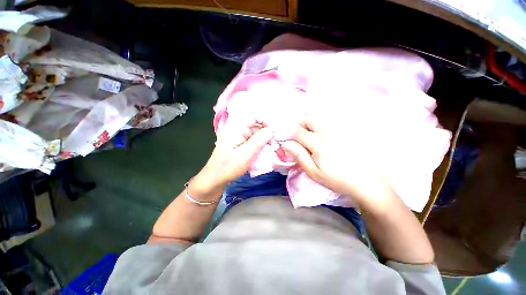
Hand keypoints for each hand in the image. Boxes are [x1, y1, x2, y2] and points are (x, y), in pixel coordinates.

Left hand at [188, 120, 273, 200]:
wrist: (213, 181)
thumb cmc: (228, 167)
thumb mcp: (245, 154)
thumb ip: (258, 141)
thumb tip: (271, 129)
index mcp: (237, 130)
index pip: (254, 118)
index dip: (265, 122)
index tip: (273, 133)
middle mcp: (237, 132)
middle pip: (255, 128)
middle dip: (266, 135)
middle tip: (274, 145)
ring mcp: (237, 140)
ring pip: (254, 137)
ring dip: (263, 142)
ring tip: (270, 151)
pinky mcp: (238, 148)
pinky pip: (251, 144)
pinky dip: (258, 147)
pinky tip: (262, 154)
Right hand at [281, 118, 396, 209]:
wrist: (366, 182)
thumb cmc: (337, 180)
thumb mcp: (313, 172)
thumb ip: (299, 156)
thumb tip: (286, 144)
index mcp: (319, 143)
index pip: (298, 132)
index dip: (289, 134)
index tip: (285, 139)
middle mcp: (329, 132)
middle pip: (310, 119)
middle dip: (299, 124)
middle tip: (296, 135)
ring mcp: (340, 131)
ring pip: (320, 119)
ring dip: (310, 124)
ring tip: (308, 136)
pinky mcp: (347, 133)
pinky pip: (331, 123)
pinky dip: (321, 127)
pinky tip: (323, 137)